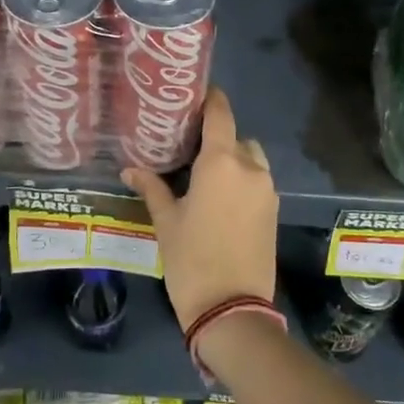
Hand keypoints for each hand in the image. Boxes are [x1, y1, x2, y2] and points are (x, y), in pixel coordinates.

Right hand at [123, 88, 277, 330]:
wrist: (233, 310)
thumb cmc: (192, 260)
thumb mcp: (166, 221)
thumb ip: (152, 188)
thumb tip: (130, 170)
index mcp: (221, 162)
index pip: (220, 114)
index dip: (210, 99)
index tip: (195, 94)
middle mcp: (250, 167)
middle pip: (236, 136)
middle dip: (216, 138)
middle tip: (189, 147)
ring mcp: (267, 189)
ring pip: (251, 159)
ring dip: (233, 159)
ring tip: (206, 175)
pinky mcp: (273, 210)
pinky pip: (258, 181)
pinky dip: (243, 180)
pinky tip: (220, 198)